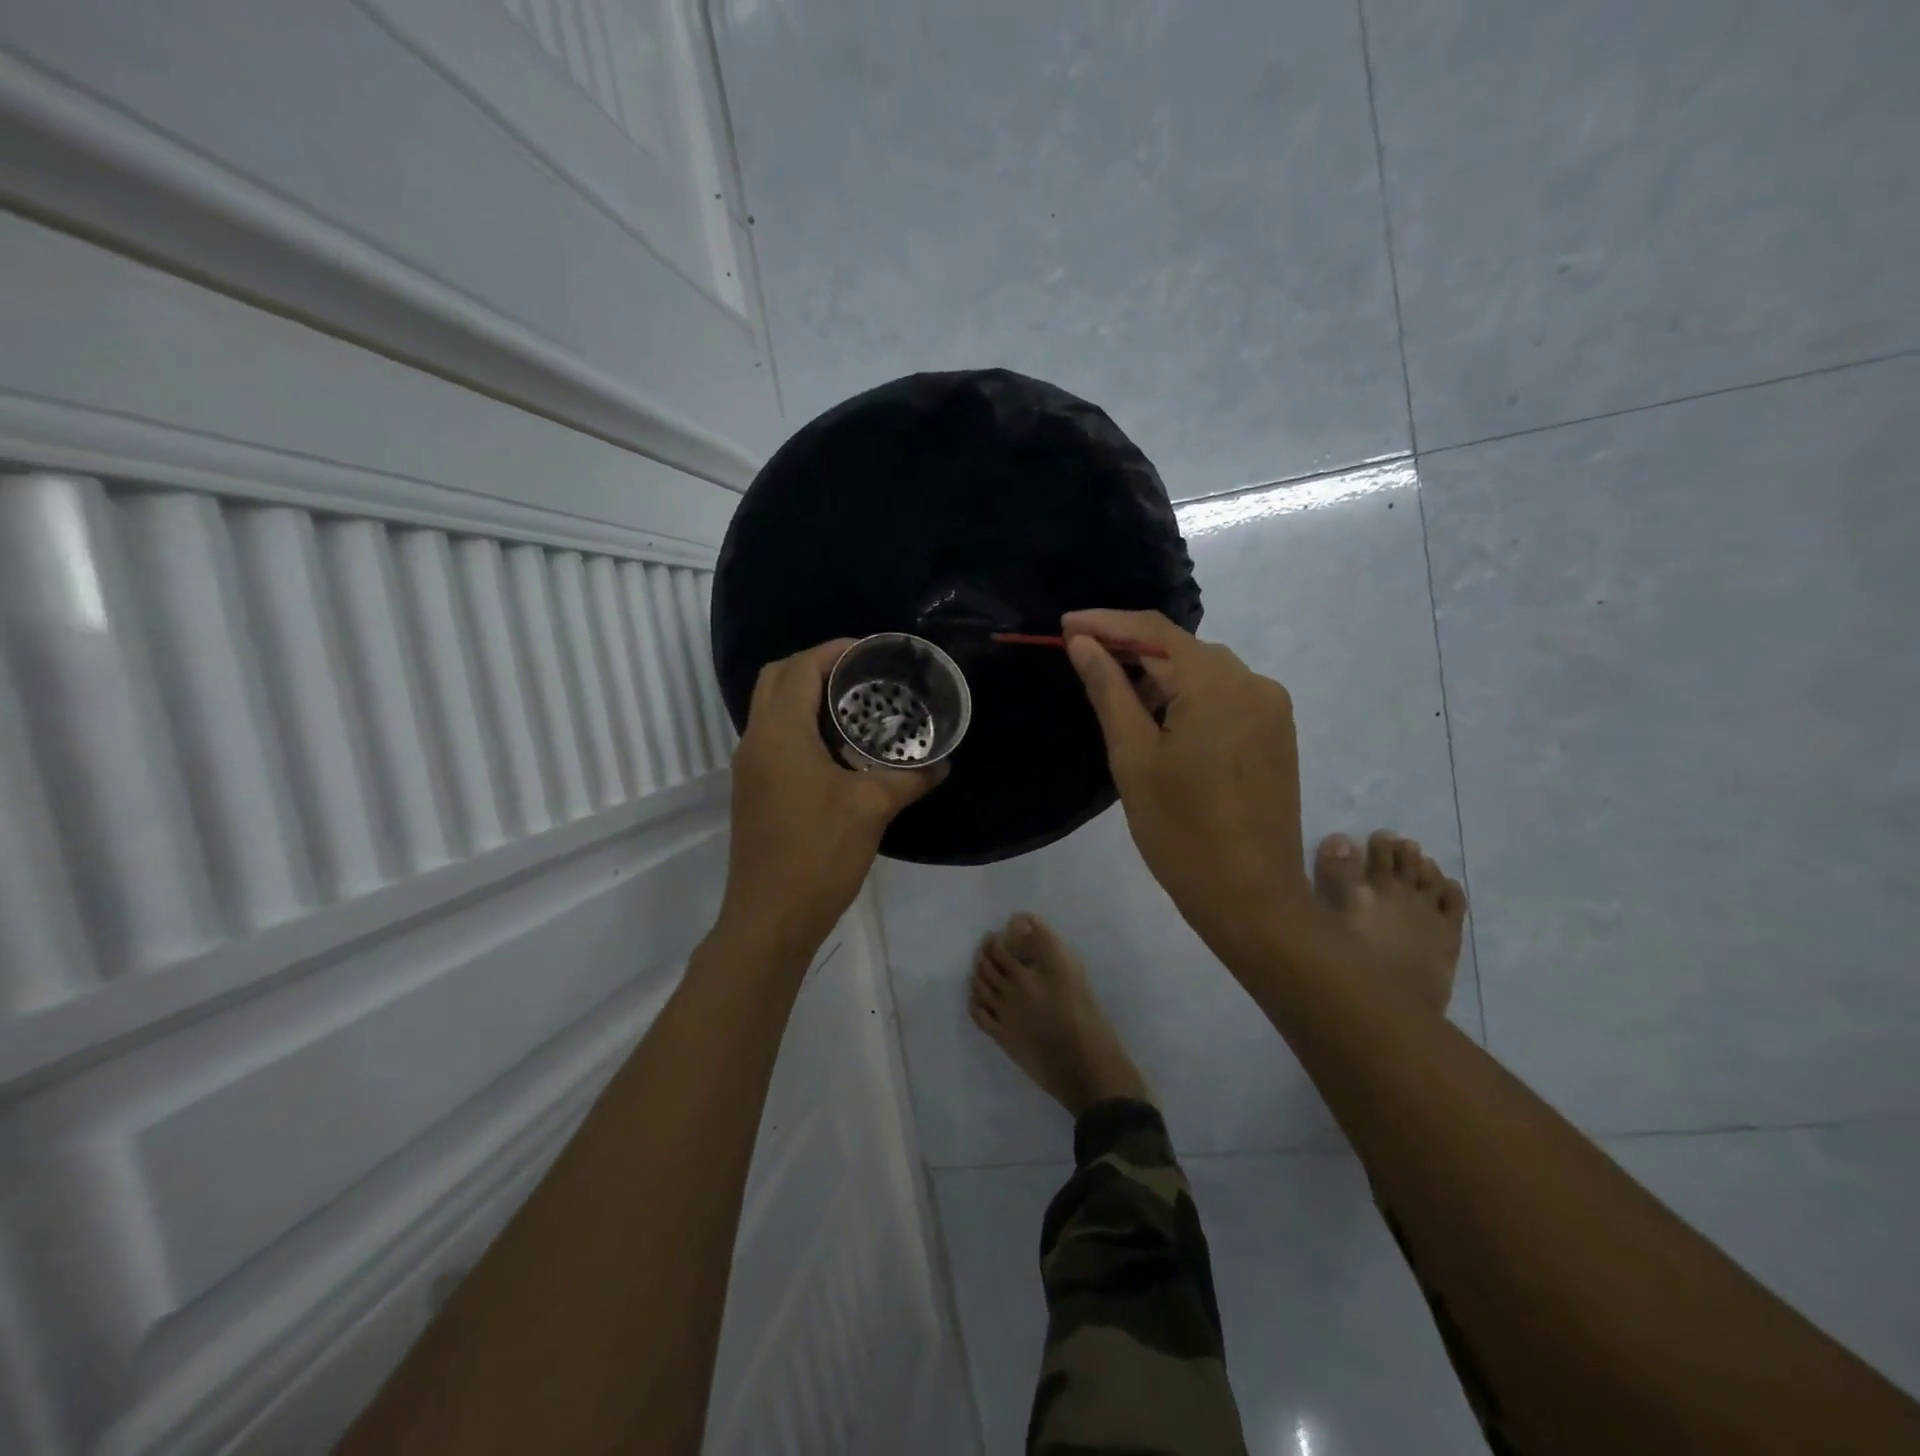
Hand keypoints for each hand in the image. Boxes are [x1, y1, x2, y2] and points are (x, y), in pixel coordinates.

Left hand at [717, 639, 944, 961]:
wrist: (771, 917)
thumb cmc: (819, 853)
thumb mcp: (872, 809)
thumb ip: (909, 780)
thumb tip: (941, 765)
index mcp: (779, 733)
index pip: (798, 668)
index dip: (832, 651)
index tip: (869, 652)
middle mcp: (756, 741)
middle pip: (777, 680)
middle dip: (816, 666)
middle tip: (861, 675)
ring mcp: (750, 768)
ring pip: (772, 710)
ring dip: (807, 697)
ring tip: (855, 706)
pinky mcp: (754, 791)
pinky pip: (775, 738)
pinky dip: (802, 726)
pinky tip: (840, 750)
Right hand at [1062, 609, 1314, 965]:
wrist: (1251, 897)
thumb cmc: (1180, 831)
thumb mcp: (1133, 757)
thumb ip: (1109, 690)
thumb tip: (1083, 643)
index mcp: (1216, 685)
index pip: (1153, 630)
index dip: (1106, 622)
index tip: (1064, 625)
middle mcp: (1253, 682)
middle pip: (1181, 647)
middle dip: (1130, 648)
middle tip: (1083, 661)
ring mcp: (1271, 707)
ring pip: (1204, 670)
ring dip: (1160, 674)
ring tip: (1118, 697)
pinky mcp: (1275, 732)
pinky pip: (1225, 694)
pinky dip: (1188, 695)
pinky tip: (1163, 721)